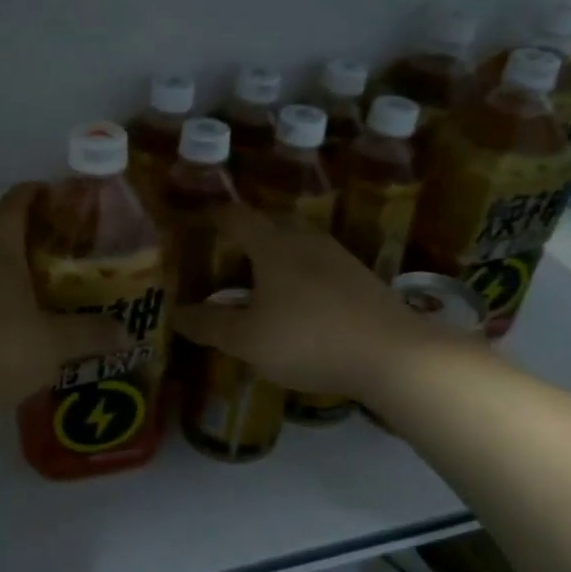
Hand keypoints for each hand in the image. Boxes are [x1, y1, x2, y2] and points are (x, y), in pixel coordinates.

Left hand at [0, 184, 123, 418]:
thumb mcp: (55, 344)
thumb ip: (90, 334)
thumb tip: (124, 331)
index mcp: (0, 256)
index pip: (11, 207)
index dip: (30, 193)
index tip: (51, 190)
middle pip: (3, 240)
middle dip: (33, 240)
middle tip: (68, 253)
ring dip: (19, 278)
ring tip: (52, 296)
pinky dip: (5, 308)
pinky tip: (25, 334)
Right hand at [173, 203, 438, 400]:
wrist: (392, 355)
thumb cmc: (308, 340)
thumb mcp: (248, 340)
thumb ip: (211, 325)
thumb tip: (177, 314)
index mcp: (273, 247)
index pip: (237, 217)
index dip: (215, 217)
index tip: (200, 221)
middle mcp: (306, 241)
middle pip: (272, 221)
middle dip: (249, 231)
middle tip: (230, 251)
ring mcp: (340, 258)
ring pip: (300, 241)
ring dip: (278, 251)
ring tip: (263, 277)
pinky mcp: (362, 279)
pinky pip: (321, 263)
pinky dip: (302, 271)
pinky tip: (302, 300)